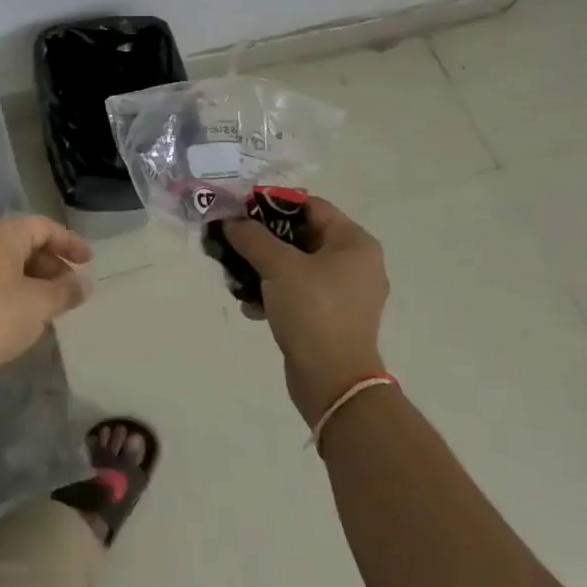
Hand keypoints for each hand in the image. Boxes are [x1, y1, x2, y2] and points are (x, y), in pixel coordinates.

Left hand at [0, 216, 93, 388]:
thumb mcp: (39, 304)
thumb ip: (66, 290)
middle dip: (54, 263)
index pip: (44, 227)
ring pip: (13, 263)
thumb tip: (85, 284)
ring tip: (55, 305)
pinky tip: (29, 314)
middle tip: (73, 287)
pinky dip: (19, 290)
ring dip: (38, 279)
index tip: (90, 262)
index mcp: (3, 234)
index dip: (70, 242)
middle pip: (27, 242)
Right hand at [223, 198, 389, 425]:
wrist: (333, 382)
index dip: (273, 204)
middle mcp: (355, 263)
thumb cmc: (313, 311)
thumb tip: (231, 221)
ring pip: (296, 266)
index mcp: (354, 243)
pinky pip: (298, 293)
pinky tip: (251, 307)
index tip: (241, 210)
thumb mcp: (278, 266)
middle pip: (301, 236)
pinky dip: (274, 294)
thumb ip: (252, 237)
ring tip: (236, 278)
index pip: (311, 206)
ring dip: (263, 268)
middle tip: (233, 241)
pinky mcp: (331, 318)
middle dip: (263, 240)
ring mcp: (345, 293)